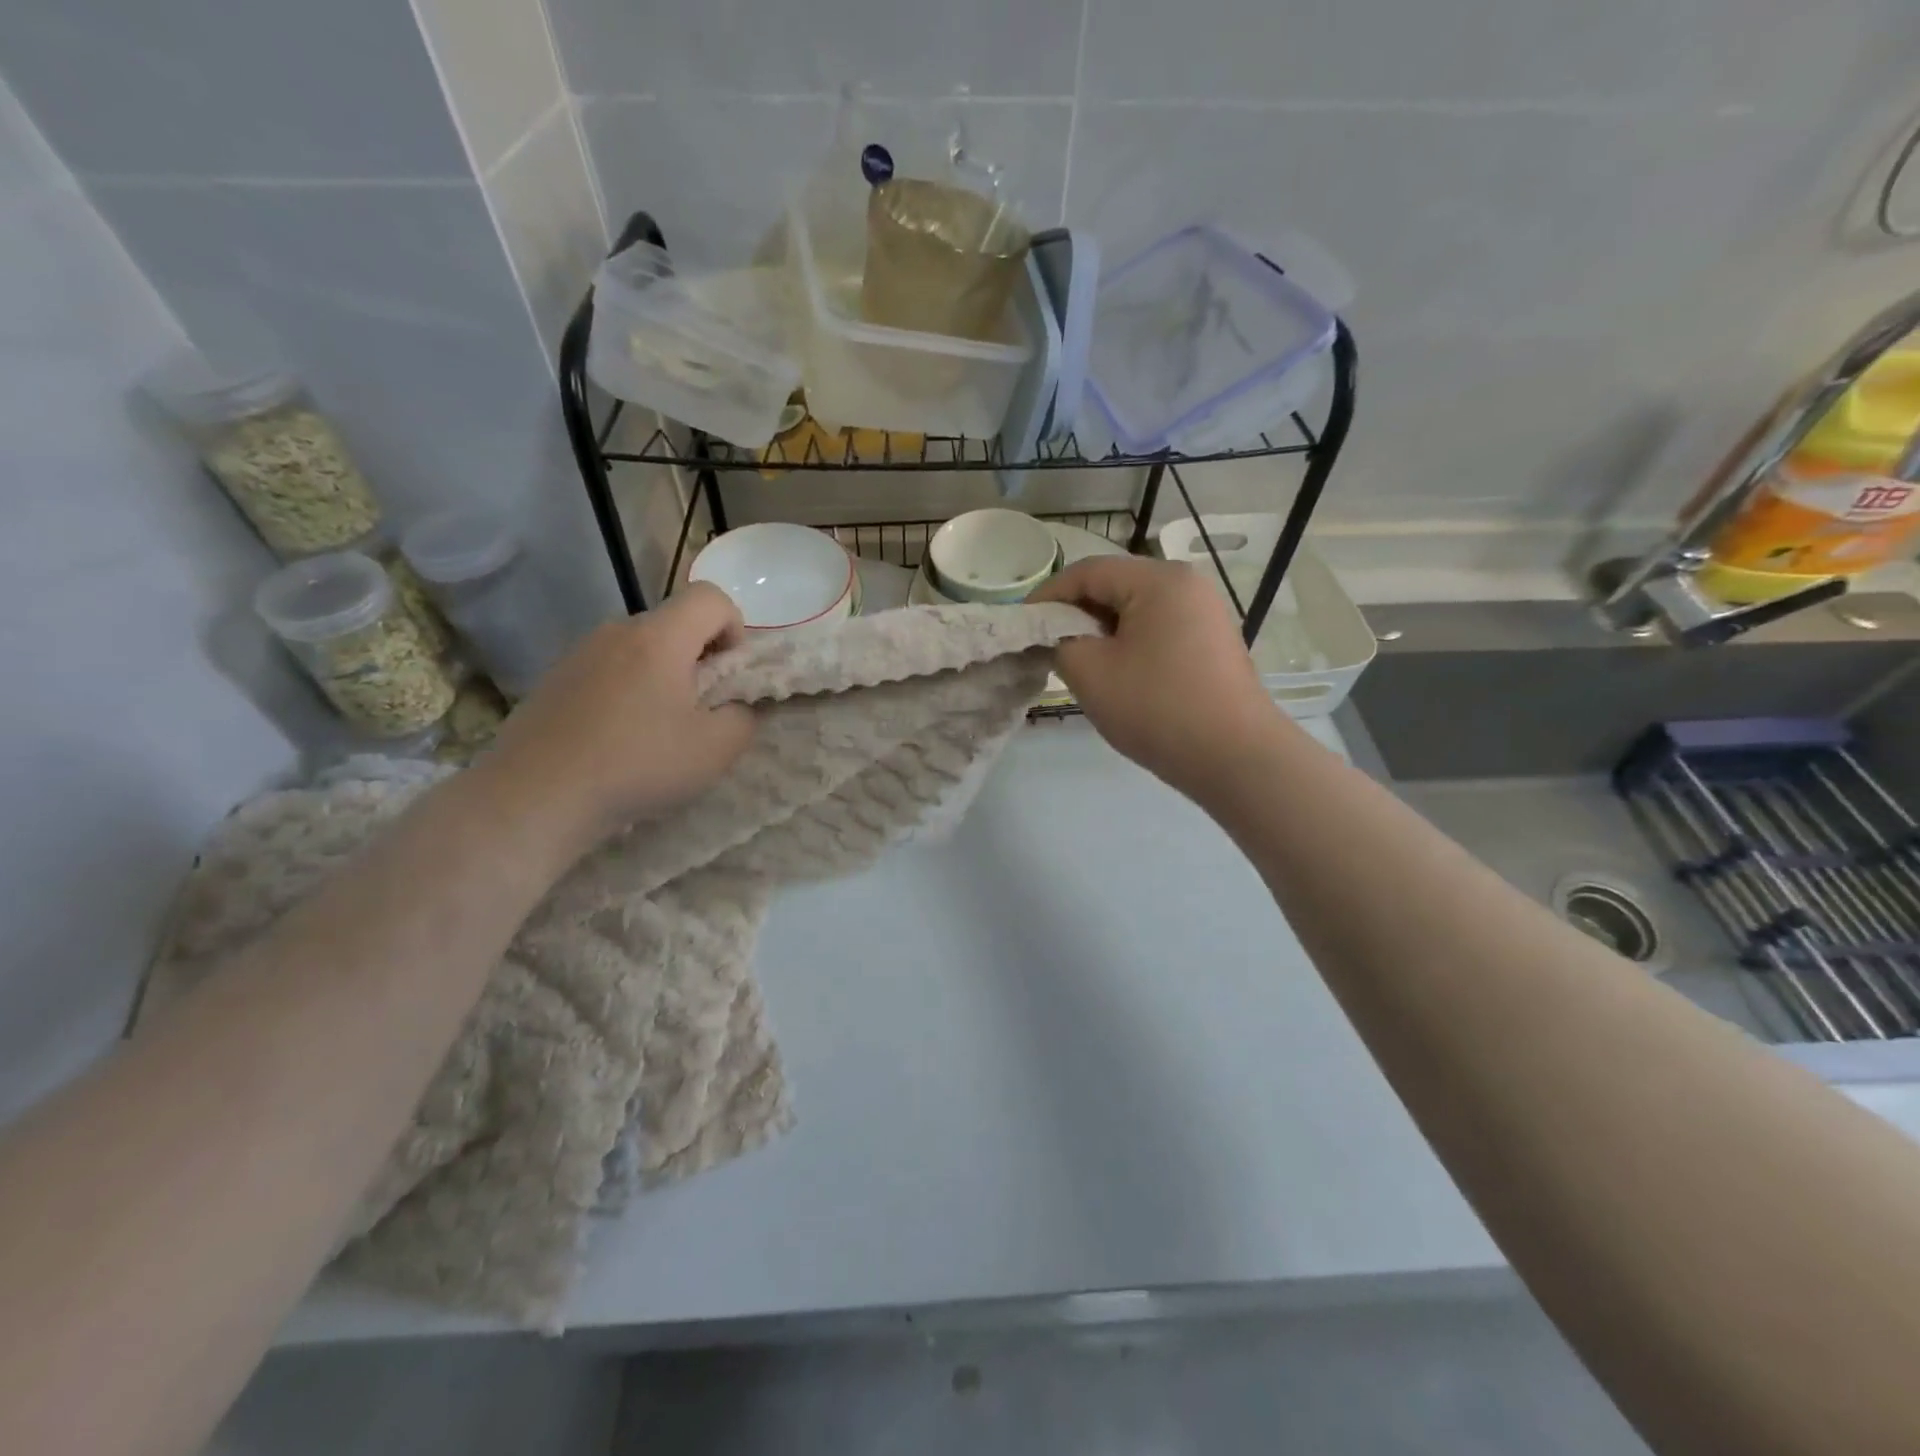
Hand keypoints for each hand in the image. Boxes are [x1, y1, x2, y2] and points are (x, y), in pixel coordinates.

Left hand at [479, 584, 754, 846]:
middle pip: (674, 623)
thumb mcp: (716, 750)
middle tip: (699, 708)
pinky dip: (626, 691)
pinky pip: (607, 670)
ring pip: (639, 648)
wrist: (535, 797)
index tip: (731, 673)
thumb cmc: (637, 765)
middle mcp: (616, 632)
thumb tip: (737, 706)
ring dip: (661, 675)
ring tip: (656, 728)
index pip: (710, 597)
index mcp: (660, 638)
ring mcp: (578, 653)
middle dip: (699, 656)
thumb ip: (744, 717)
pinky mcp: (553, 680)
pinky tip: (616, 738)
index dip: (735, 626)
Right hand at [1032, 557, 1281, 800]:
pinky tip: (1119, 676)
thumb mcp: (1090, 673)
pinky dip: (1130, 645)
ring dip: (1102, 632)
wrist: (1235, 758)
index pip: (1087, 572)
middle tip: (1049, 648)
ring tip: (1080, 666)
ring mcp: (1206, 612)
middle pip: (1114, 586)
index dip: (1047, 596)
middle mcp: (1187, 584)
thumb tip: (1056, 635)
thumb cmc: (1157, 708)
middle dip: (1076, 614)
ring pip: (1136, 610)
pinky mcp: (1213, 642)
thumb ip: (1060, 642)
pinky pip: (1159, 630)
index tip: (1022, 626)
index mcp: (1158, 579)